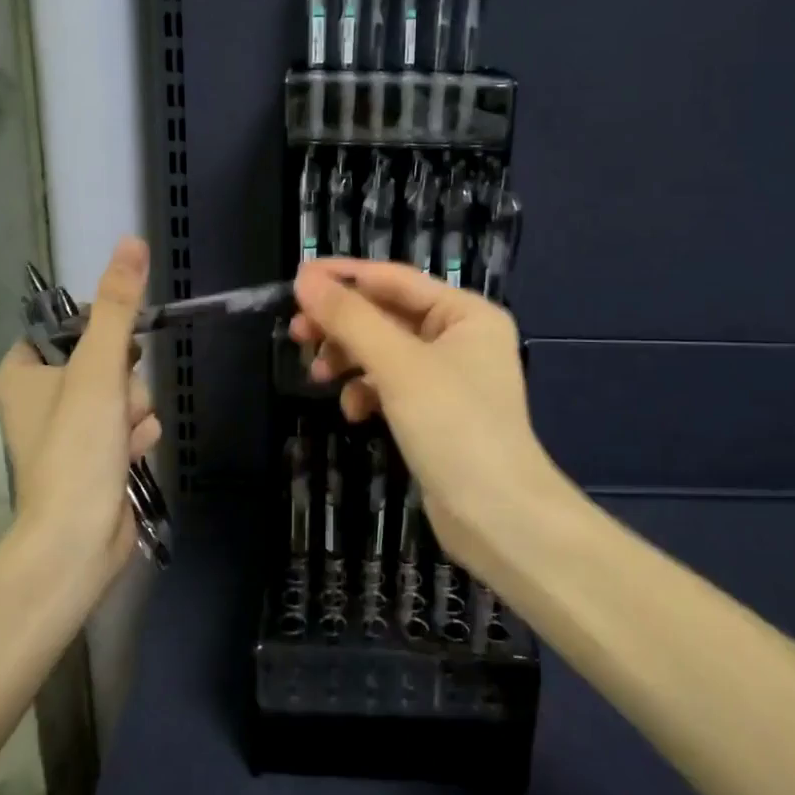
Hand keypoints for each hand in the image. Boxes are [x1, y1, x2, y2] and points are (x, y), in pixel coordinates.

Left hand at [0, 237, 161, 576]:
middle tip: (116, 405)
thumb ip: (117, 305)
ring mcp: (68, 430)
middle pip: (104, 359)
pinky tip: (131, 454)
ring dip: (135, 409)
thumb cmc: (76, 447)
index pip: (68, 327)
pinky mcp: (93, 457)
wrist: (78, 537)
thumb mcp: (98, 368)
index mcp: (21, 373)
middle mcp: (39, 398)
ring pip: (123, 392)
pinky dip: (135, 436)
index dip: (99, 334)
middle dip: (124, 381)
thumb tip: (132, 241)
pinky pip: (128, 424)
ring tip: (123, 437)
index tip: (114, 351)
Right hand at [290, 259, 553, 569]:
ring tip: (318, 375)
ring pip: (384, 352)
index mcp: (465, 313)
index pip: (394, 279)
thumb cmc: (454, 427)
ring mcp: (449, 378)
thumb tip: (305, 280)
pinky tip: (353, 412)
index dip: (344, 277)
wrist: (498, 518)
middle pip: (387, 315)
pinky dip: (368, 392)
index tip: (296, 279)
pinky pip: (391, 387)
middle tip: (297, 333)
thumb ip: (351, 318)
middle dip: (343, 324)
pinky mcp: (436, 413)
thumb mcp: (398, 365)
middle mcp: (460, 338)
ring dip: (349, 359)